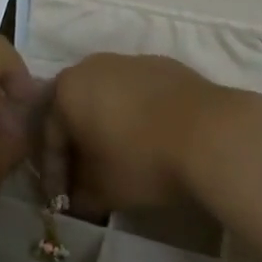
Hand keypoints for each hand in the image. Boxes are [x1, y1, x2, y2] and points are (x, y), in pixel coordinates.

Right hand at [49, 53, 234, 214]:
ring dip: (108, 127)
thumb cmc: (142, 160)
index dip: (54, 173)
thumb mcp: (103, 190)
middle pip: (76, 110)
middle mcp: (92, 66)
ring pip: (108, 98)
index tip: (62, 201)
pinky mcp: (165, 65)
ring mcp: (131, 61)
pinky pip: (139, 93)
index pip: (49, 135)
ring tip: (121, 159)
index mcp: (67, 90)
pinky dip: (137, 115)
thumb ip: (80, 194)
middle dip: (79, 145)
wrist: (212, 134)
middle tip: (86, 177)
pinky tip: (151, 140)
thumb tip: (74, 200)